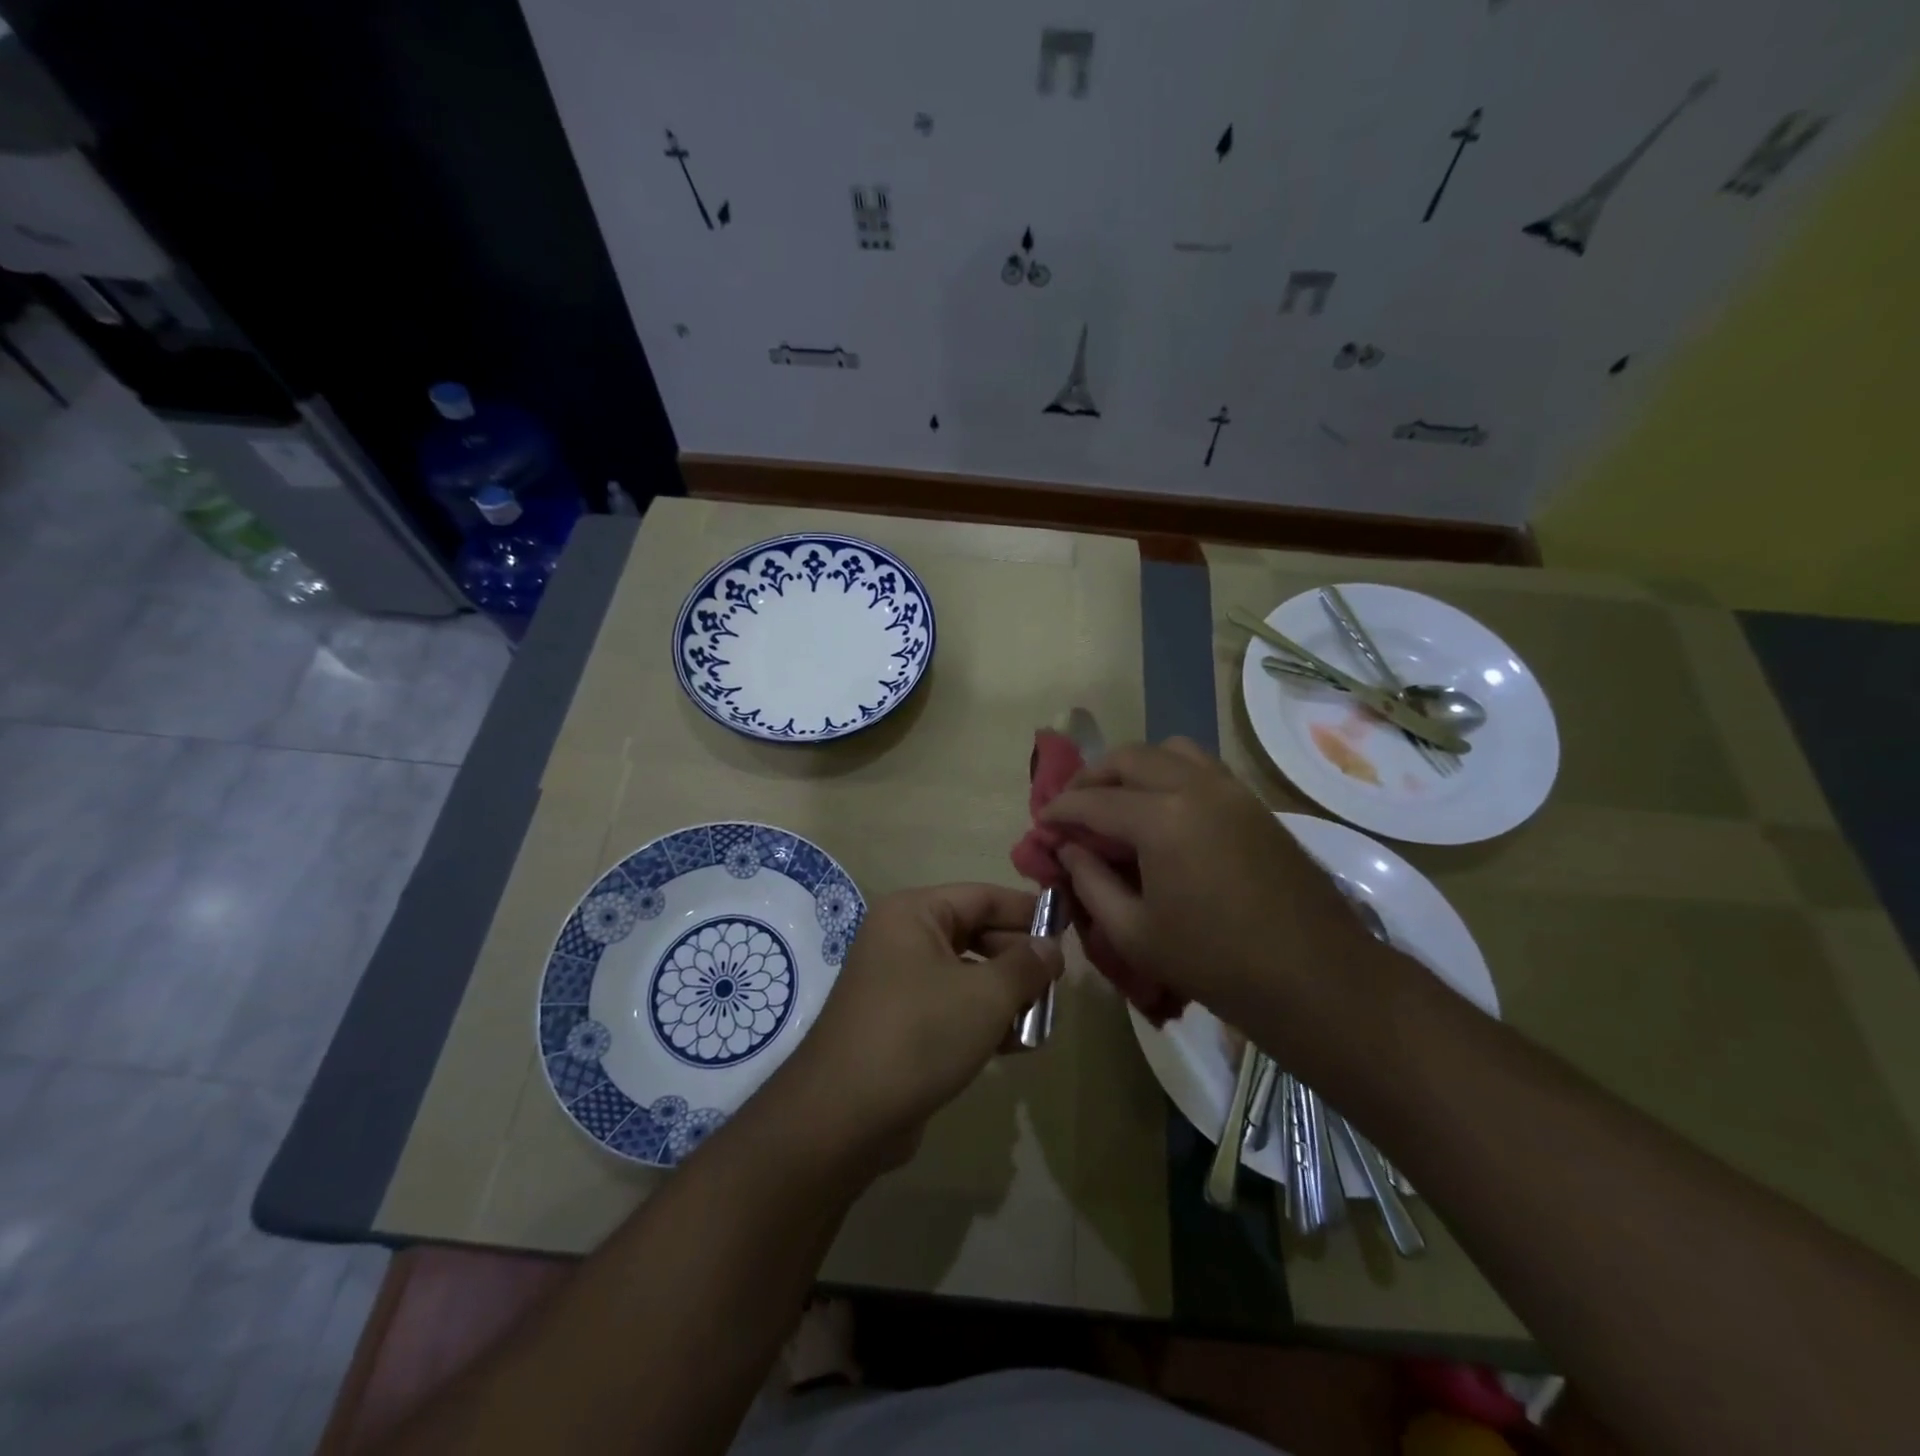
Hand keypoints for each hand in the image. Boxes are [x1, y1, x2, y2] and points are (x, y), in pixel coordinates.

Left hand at [779, 885, 1062, 1168]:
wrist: (844, 1116)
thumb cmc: (919, 1034)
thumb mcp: (985, 996)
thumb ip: (1026, 966)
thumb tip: (1051, 947)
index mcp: (913, 914)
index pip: (982, 896)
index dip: (1027, 911)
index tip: (1067, 928)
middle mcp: (901, 939)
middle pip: (975, 934)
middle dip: (1018, 960)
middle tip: (1057, 984)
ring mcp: (897, 983)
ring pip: (966, 975)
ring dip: (1005, 995)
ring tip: (1043, 1019)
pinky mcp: (899, 1024)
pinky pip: (950, 1008)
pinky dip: (982, 1020)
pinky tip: (1015, 1045)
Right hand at [1043, 739, 1398, 1065]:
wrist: (1315, 977)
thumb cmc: (1215, 962)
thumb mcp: (1134, 933)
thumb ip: (1090, 883)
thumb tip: (1068, 850)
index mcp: (1161, 819)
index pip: (1093, 802)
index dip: (1060, 811)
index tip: (1041, 823)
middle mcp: (1195, 787)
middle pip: (1128, 758)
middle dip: (1091, 778)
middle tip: (1072, 808)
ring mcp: (1231, 789)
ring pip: (1169, 750)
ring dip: (1133, 767)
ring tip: (1118, 800)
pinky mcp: (1254, 802)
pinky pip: (1201, 766)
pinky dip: (1169, 773)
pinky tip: (1163, 810)